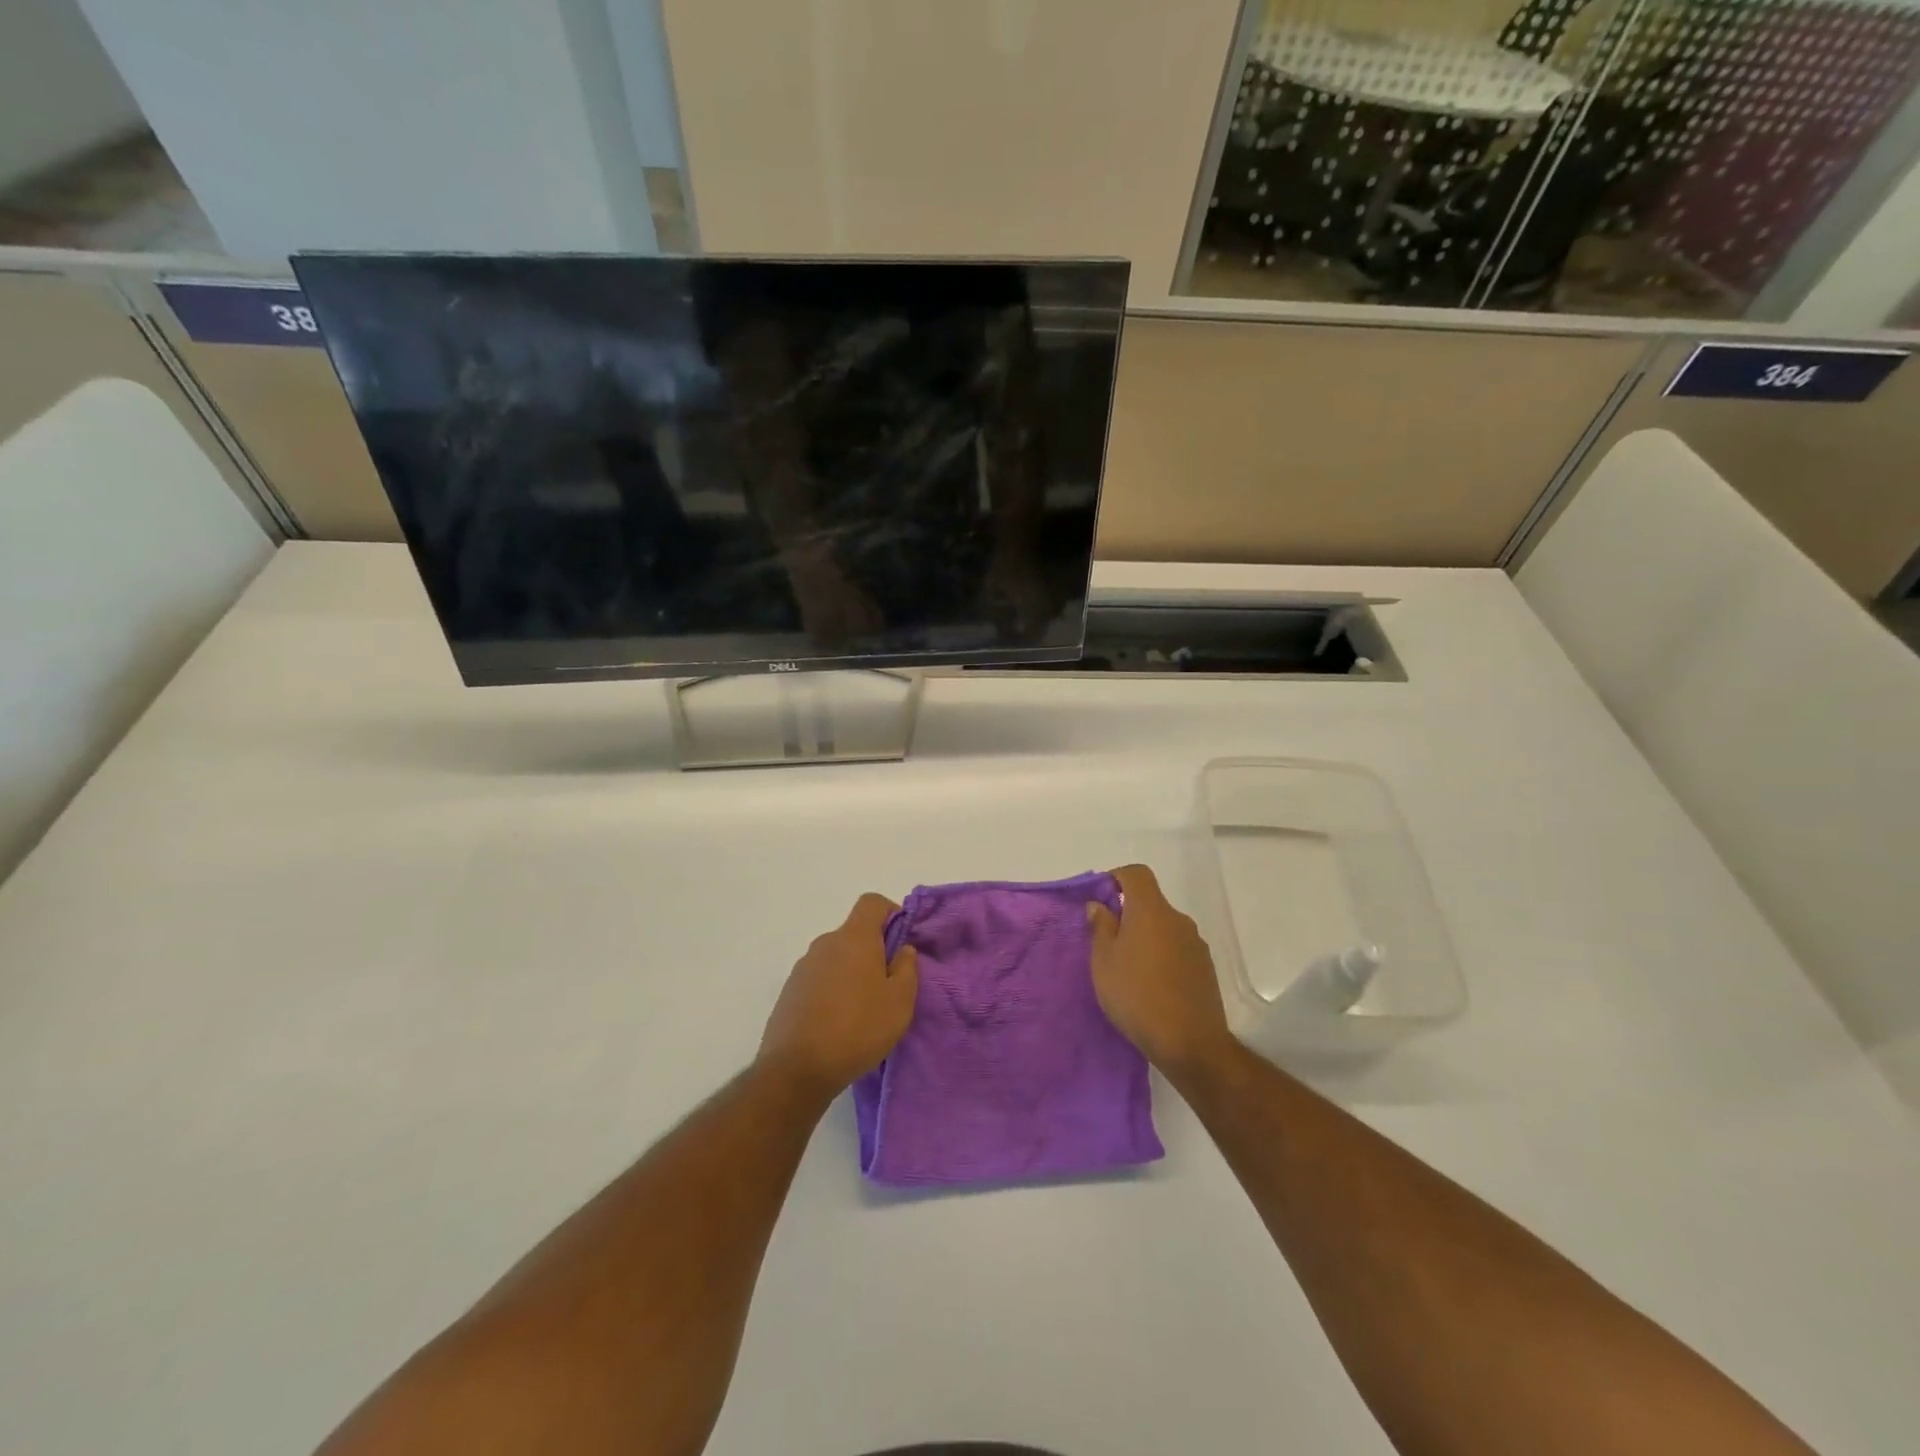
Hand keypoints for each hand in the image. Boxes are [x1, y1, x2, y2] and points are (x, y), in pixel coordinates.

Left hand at [759, 894, 917, 1099]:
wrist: (796, 1069)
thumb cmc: (858, 1029)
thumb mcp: (900, 1002)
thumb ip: (906, 968)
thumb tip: (903, 949)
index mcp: (853, 938)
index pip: (871, 902)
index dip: (891, 912)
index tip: (901, 941)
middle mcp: (825, 944)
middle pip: (854, 933)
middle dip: (873, 951)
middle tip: (888, 986)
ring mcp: (803, 968)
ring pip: (836, 958)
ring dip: (852, 973)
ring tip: (863, 1010)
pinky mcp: (789, 992)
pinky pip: (819, 979)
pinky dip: (832, 991)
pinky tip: (838, 1023)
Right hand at [1086, 865, 1233, 1079]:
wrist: (1189, 1043)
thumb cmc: (1136, 995)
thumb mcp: (1104, 962)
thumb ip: (1101, 927)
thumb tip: (1100, 905)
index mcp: (1151, 911)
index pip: (1137, 874)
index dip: (1117, 877)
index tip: (1101, 898)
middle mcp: (1178, 920)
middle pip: (1151, 902)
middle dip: (1128, 914)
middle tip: (1107, 942)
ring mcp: (1196, 944)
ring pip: (1164, 928)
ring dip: (1146, 937)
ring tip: (1128, 969)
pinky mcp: (1206, 968)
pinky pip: (1177, 949)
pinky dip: (1162, 956)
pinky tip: (1151, 986)